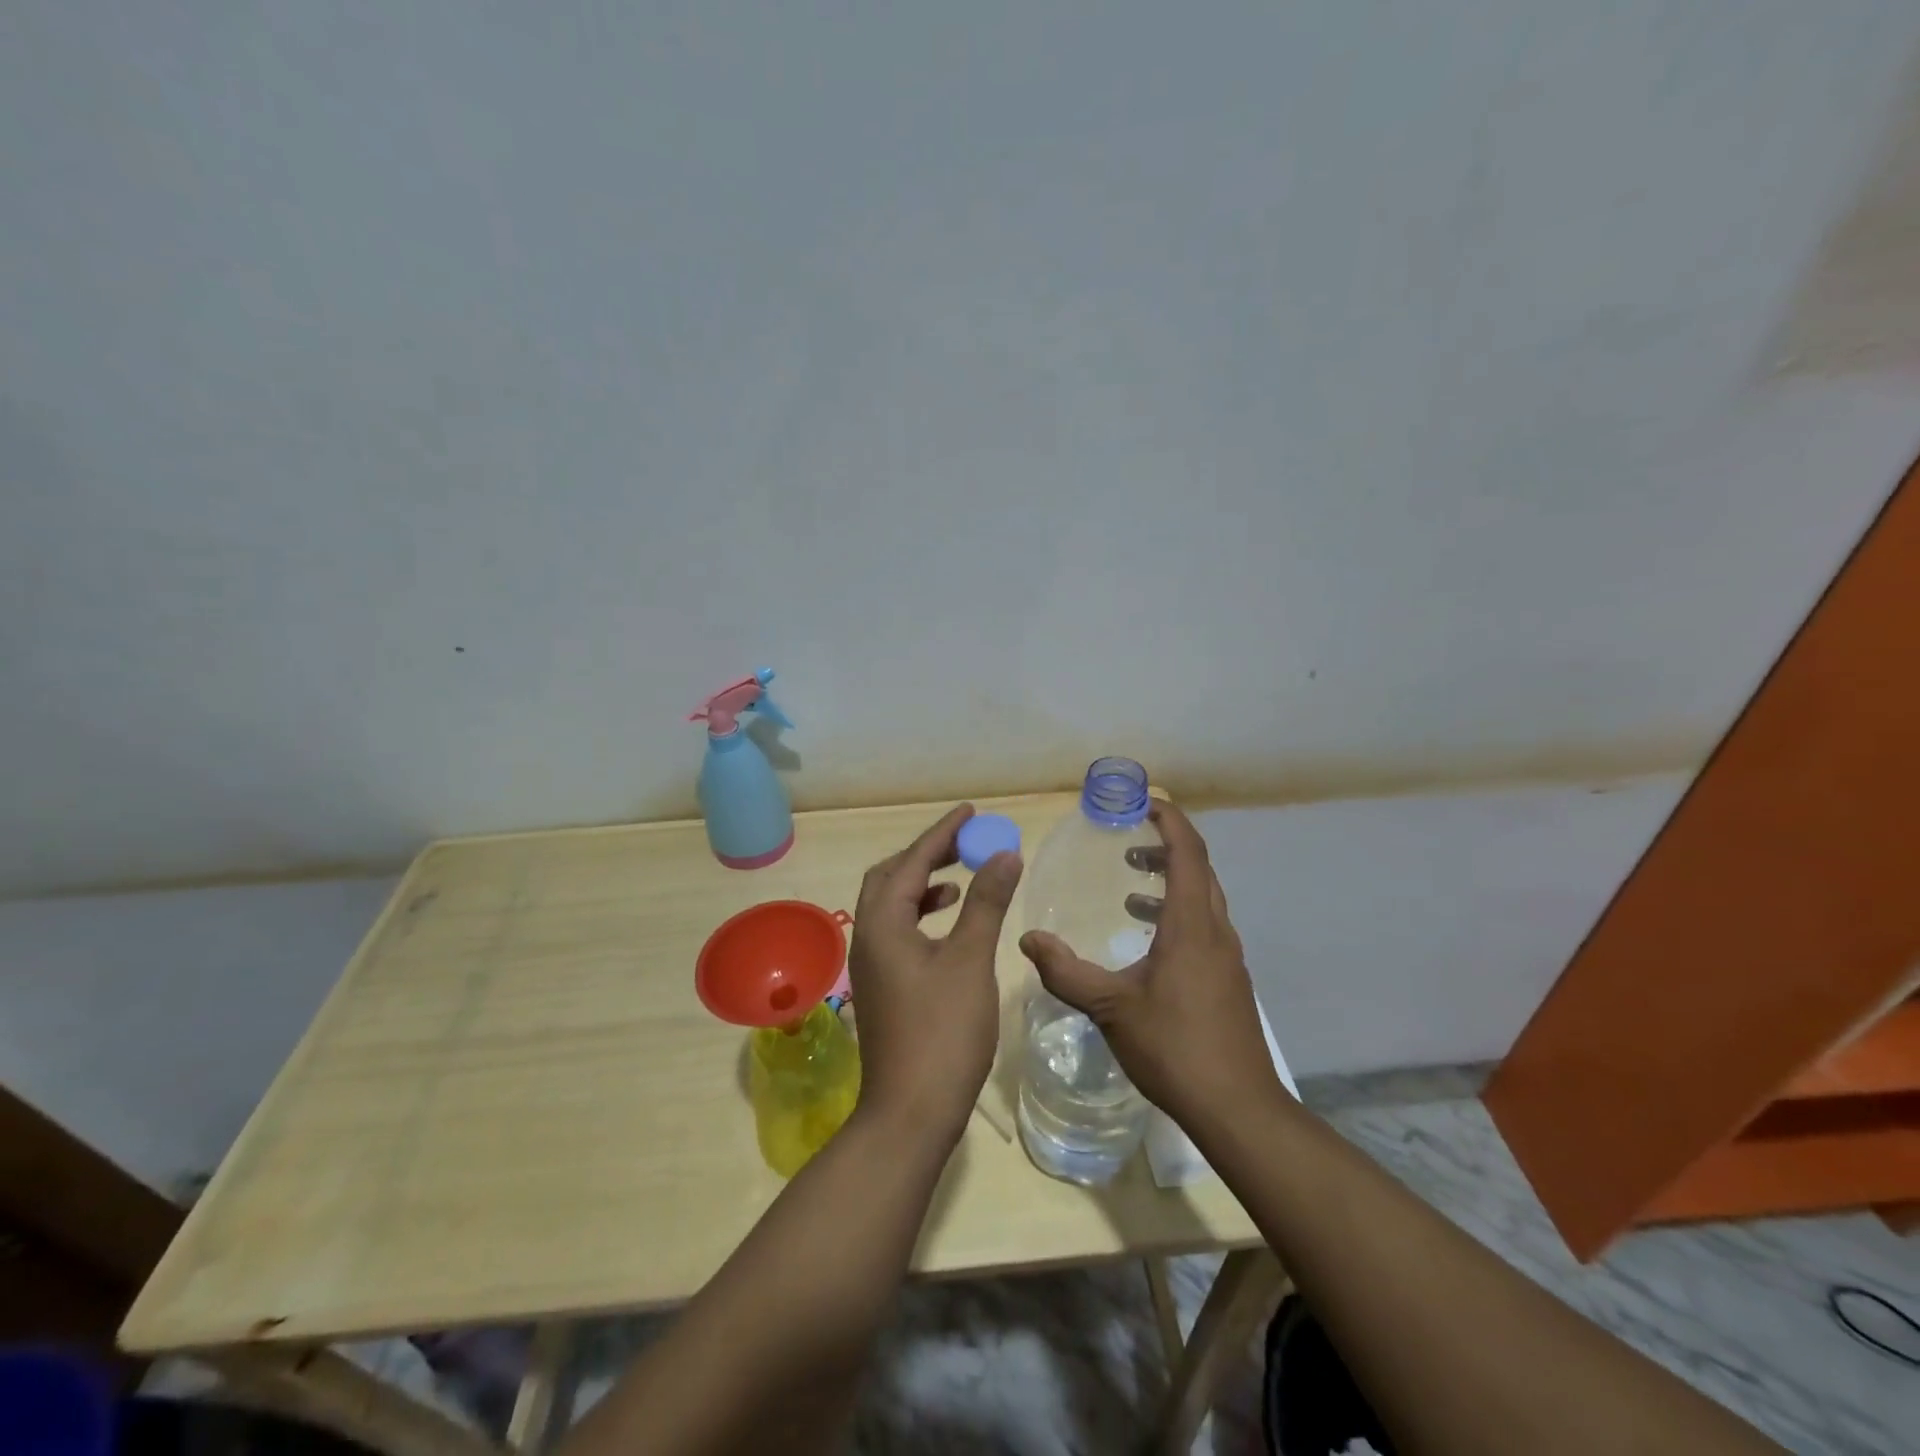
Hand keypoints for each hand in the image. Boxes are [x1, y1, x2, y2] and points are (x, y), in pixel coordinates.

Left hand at [848, 804, 1022, 1143]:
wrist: (910, 1113)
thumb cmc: (942, 1032)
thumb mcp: (970, 960)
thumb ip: (986, 903)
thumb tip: (1004, 853)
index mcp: (883, 923)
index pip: (911, 861)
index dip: (942, 833)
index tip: (970, 812)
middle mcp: (868, 937)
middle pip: (890, 878)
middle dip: (926, 855)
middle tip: (963, 844)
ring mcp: (871, 965)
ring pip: (892, 906)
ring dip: (923, 886)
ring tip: (960, 882)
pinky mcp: (882, 987)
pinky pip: (898, 932)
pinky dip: (922, 917)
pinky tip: (949, 928)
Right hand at [1018, 801, 1276, 1128]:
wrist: (1237, 1107)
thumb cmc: (1174, 1047)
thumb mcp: (1110, 1008)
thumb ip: (1066, 972)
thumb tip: (1027, 941)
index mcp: (1190, 926)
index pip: (1188, 853)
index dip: (1170, 821)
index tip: (1145, 802)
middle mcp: (1215, 931)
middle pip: (1200, 870)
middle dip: (1166, 847)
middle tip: (1128, 843)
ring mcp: (1227, 957)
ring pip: (1203, 899)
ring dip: (1171, 882)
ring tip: (1131, 888)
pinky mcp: (1228, 980)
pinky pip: (1203, 926)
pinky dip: (1176, 914)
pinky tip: (1148, 942)